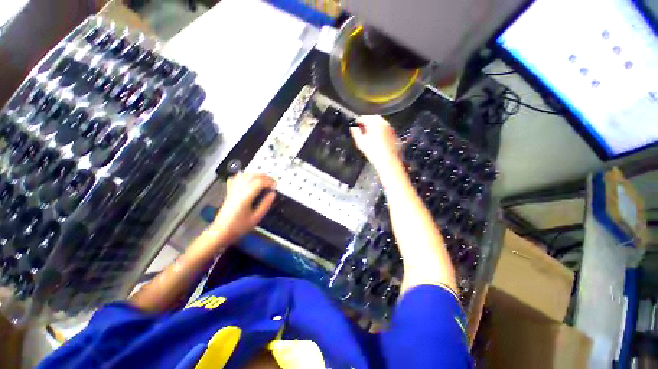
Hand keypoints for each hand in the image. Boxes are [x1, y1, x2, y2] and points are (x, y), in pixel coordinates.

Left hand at [209, 173, 275, 244]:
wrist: (221, 232)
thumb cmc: (239, 227)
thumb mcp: (256, 218)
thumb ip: (265, 204)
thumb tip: (272, 193)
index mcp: (244, 197)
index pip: (259, 182)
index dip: (269, 182)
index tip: (275, 186)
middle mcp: (238, 191)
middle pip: (252, 176)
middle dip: (265, 177)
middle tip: (272, 183)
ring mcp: (232, 190)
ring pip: (245, 175)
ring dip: (257, 175)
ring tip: (264, 181)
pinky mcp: (229, 191)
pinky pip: (236, 178)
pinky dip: (245, 176)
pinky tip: (250, 180)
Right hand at [349, 115, 400, 169]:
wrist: (389, 161)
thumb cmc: (373, 152)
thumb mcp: (360, 143)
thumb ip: (356, 133)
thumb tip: (353, 128)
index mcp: (375, 123)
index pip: (364, 117)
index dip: (358, 121)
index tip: (355, 125)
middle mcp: (384, 123)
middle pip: (373, 118)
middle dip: (367, 122)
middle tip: (361, 129)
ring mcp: (390, 128)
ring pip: (380, 123)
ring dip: (374, 126)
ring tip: (368, 134)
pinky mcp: (394, 135)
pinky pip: (385, 129)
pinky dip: (380, 131)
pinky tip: (377, 139)